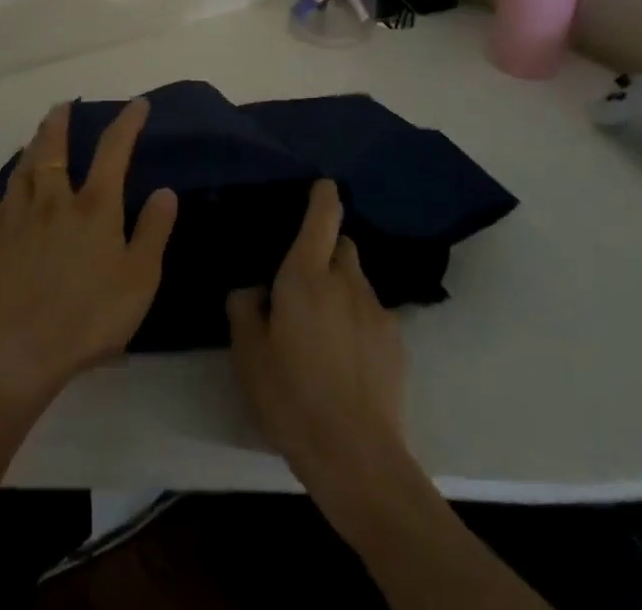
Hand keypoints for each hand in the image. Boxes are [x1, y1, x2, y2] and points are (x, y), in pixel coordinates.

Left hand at [0, 99, 178, 403]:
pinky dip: (14, 180)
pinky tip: (15, 186)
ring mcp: (20, 216)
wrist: (22, 351)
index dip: (127, 122)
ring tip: (38, 135)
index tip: (137, 104)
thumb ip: (153, 231)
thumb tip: (164, 190)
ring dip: (34, 143)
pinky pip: (5, 196)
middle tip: (64, 105)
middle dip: (61, 120)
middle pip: (53, 146)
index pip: (112, 149)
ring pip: (24, 166)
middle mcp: (54, 199)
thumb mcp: (139, 279)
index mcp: (93, 206)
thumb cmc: (90, 316)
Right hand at [227, 180, 410, 501]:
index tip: (321, 185)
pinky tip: (345, 356)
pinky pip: (372, 312)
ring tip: (323, 326)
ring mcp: (377, 311)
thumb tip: (254, 287)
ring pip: (358, 280)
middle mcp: (346, 281)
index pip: (323, 216)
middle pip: (342, 244)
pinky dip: (358, 319)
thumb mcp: (248, 353)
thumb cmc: (291, 397)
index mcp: (306, 275)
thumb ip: (244, 307)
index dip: (323, 195)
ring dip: (341, 287)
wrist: (358, 458)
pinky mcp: (397, 342)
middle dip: (326, 250)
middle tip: (303, 280)